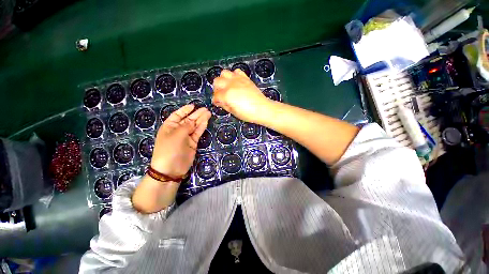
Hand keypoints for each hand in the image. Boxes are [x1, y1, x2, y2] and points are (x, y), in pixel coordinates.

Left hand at [150, 104, 211, 177]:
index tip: (193, 105)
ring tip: (208, 113)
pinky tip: (206, 121)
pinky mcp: (193, 143)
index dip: (185, 110)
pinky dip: (202, 127)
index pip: (178, 115)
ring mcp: (186, 137)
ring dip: (201, 119)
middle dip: (196, 114)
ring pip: (195, 126)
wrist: (171, 169)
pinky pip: (197, 133)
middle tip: (206, 109)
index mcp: (169, 126)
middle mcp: (178, 130)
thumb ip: (186, 126)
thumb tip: (194, 120)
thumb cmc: (169, 149)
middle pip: (188, 119)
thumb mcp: (176, 135)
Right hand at [212, 69, 270, 123]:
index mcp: (227, 95)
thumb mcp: (234, 112)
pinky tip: (235, 82)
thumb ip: (224, 105)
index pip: (216, 95)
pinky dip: (234, 75)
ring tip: (227, 87)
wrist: (262, 108)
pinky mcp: (245, 78)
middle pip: (217, 81)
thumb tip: (219, 102)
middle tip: (221, 95)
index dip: (215, 100)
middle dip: (216, 89)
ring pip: (224, 73)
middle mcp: (231, 85)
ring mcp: (238, 80)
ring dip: (223, 80)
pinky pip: (236, 71)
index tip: (217, 103)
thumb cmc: (248, 114)